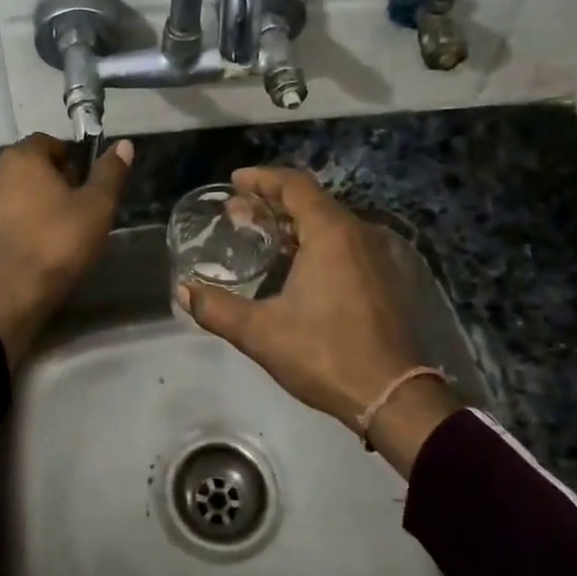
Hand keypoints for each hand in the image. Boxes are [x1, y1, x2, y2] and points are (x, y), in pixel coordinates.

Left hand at [0, 133, 133, 365]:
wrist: (13, 295)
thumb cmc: (59, 242)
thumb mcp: (97, 206)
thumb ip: (110, 173)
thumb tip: (124, 144)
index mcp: (21, 157)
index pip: (49, 142)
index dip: (72, 158)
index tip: (87, 183)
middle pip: (31, 166)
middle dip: (55, 179)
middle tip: (80, 206)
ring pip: (18, 191)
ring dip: (38, 201)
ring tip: (63, 228)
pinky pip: (7, 215)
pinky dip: (23, 222)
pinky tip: (42, 244)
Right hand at [179, 167, 458, 472]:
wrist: (394, 397)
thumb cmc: (325, 354)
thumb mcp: (261, 333)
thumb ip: (217, 308)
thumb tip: (182, 291)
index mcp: (332, 233)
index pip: (294, 185)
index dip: (262, 178)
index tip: (234, 182)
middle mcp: (359, 234)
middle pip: (312, 201)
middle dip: (272, 202)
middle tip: (238, 213)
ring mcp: (378, 256)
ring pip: (330, 223)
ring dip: (294, 224)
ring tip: (262, 236)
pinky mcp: (386, 280)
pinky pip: (345, 244)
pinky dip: (315, 242)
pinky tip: (295, 266)